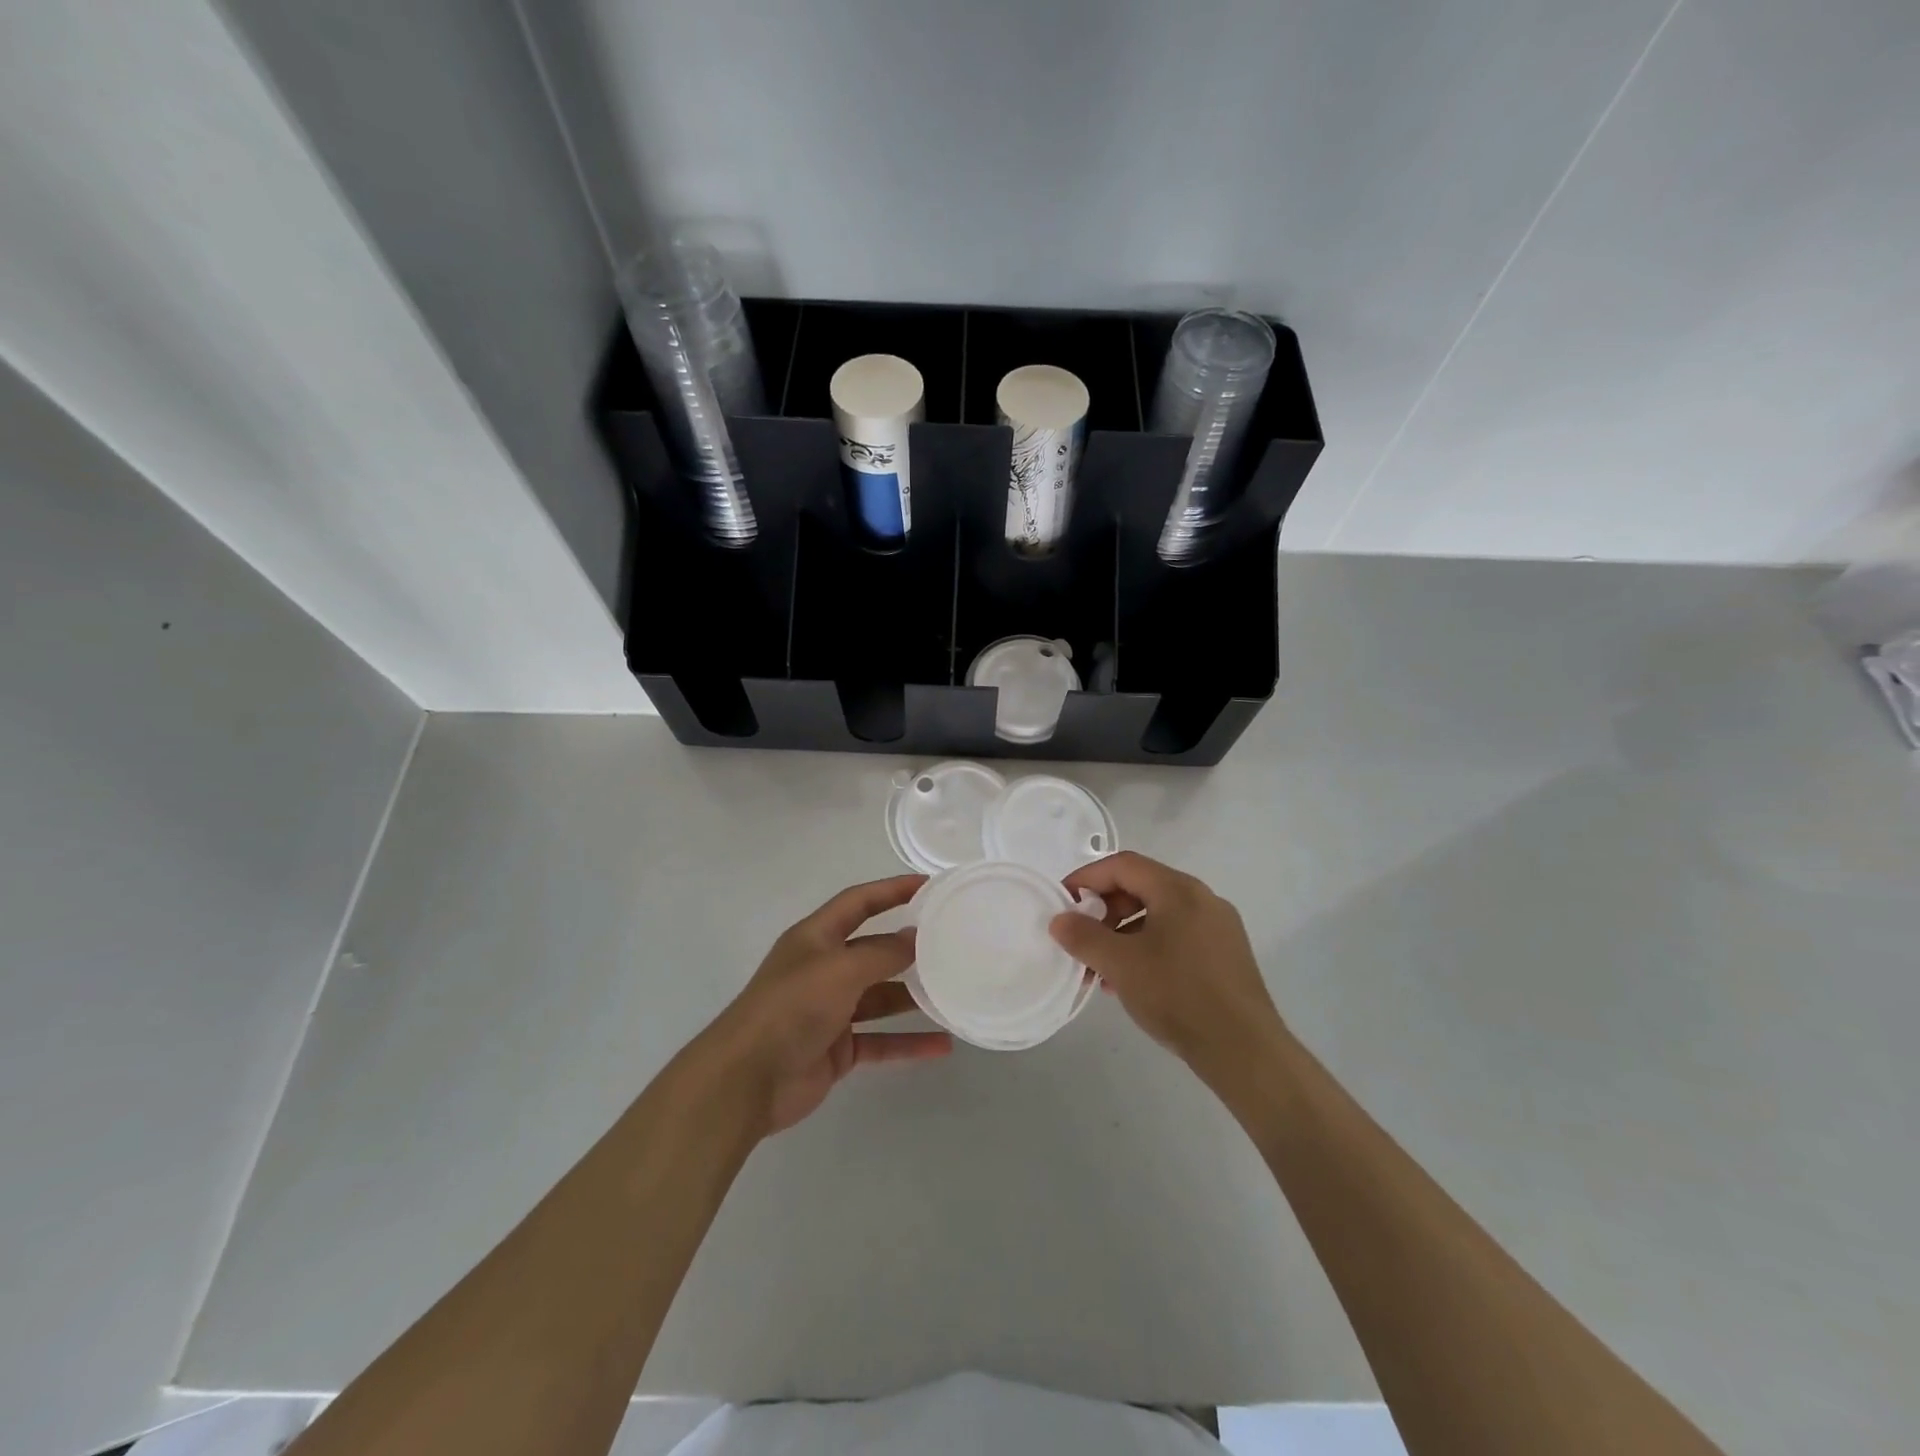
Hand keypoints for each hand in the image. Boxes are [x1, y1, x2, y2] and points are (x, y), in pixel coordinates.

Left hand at [705, 875, 951, 1135]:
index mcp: (816, 938)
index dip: (891, 890)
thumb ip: (882, 953)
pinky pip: (880, 1040)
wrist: (747, 1079)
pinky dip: (908, 1043)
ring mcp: (830, 1011)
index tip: (929, 885)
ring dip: (913, 997)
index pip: (859, 902)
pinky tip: (941, 1045)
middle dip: (908, 948)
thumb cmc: (792, 1008)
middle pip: (873, 950)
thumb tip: (916, 937)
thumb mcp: (840, 969)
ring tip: (953, 993)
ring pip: (880, 997)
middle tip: (951, 944)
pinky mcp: (837, 1048)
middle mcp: (823, 969)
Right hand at [1049, 852, 1283, 1079]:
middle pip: (1141, 888)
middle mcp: (1202, 898)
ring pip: (1158, 916)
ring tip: (1101, 971)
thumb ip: (1084, 936)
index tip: (1062, 902)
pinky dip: (1147, 949)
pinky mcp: (1226, 955)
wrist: (1245, 1051)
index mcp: (1179, 889)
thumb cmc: (1178, 995)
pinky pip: (1176, 937)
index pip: (1123, 865)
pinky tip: (1133, 982)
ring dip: (1123, 935)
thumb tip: (1060, 920)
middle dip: (1104, 911)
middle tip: (1081, 940)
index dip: (1086, 878)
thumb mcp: (1120, 965)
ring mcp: (1218, 927)